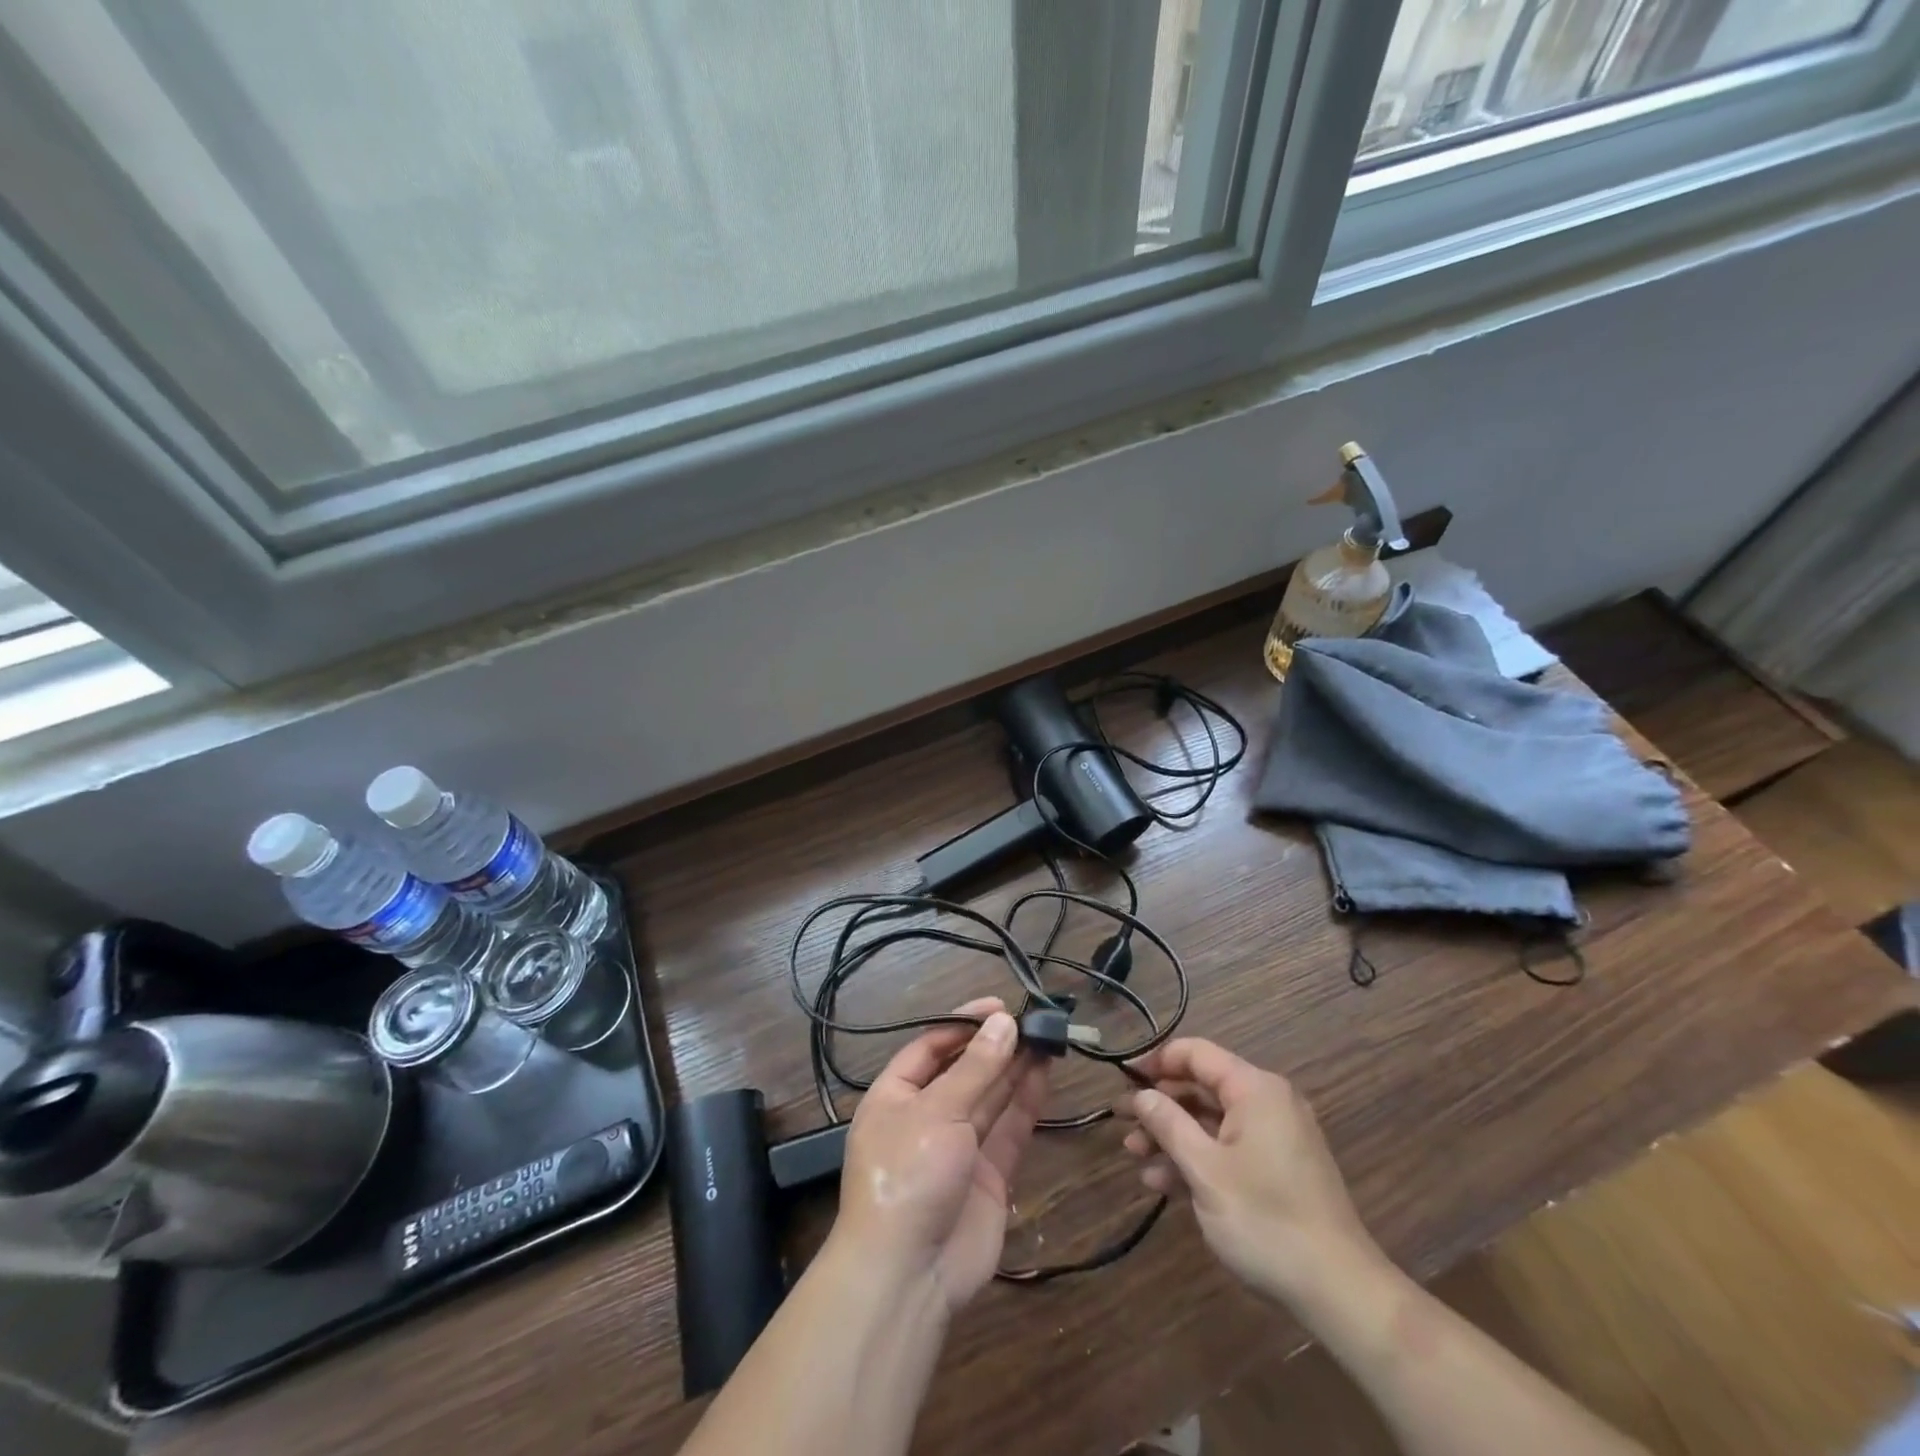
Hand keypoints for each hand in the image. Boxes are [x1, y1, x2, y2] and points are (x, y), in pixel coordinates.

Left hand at [833, 998, 1048, 1312]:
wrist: (909, 1275)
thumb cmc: (908, 1174)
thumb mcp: (937, 1110)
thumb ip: (976, 1067)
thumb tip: (1004, 1022)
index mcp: (895, 1096)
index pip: (930, 1046)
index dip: (963, 1024)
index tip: (999, 1006)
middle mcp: (925, 1116)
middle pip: (964, 1070)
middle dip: (994, 1045)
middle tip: (1032, 1018)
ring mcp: (958, 1147)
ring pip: (990, 1097)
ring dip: (1014, 1068)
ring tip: (1045, 1036)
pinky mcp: (988, 1175)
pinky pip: (1008, 1130)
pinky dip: (1025, 1102)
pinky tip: (1044, 1073)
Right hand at [1121, 1037, 1382, 1306]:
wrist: (1339, 1292)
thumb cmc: (1265, 1220)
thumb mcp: (1205, 1170)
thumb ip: (1168, 1124)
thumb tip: (1141, 1095)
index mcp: (1255, 1089)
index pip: (1196, 1053)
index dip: (1156, 1061)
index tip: (1123, 1079)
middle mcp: (1267, 1103)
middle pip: (1202, 1088)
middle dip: (1160, 1106)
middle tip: (1122, 1123)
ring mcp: (1275, 1138)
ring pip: (1212, 1122)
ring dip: (1173, 1137)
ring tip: (1135, 1157)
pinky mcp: (1278, 1170)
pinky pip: (1229, 1148)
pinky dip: (1198, 1159)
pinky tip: (1163, 1183)